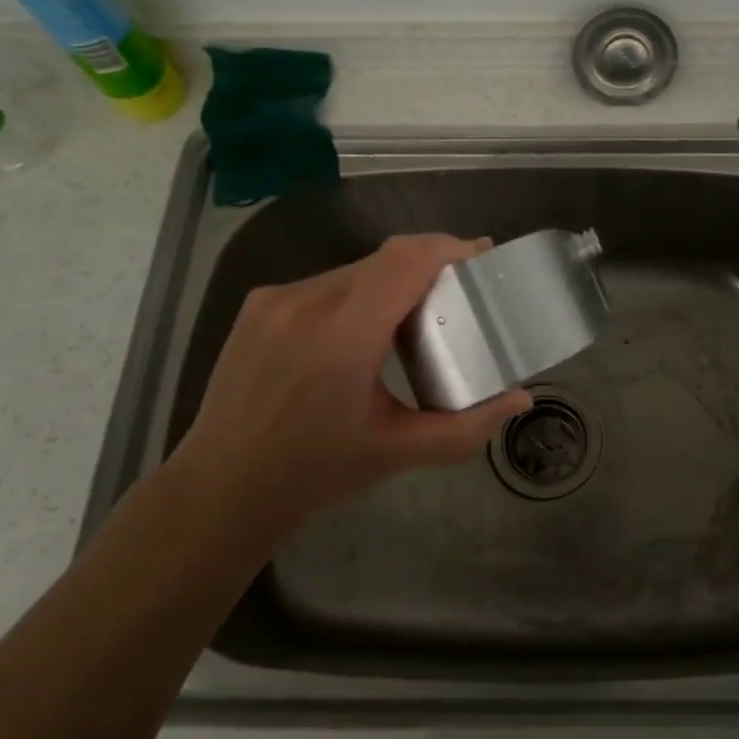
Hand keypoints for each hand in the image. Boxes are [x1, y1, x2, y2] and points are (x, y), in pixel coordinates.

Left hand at [167, 234, 531, 542]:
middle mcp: (305, 302)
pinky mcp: (258, 305)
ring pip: (354, 270)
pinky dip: (357, 294)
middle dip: (428, 267)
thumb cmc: (313, 474)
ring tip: (414, 317)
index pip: (405, 261)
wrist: (219, 490)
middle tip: (458, 295)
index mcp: (342, 336)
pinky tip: (363, 332)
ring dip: (391, 282)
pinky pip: (324, 284)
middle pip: (384, 261)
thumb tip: (519, 399)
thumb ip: (465, 426)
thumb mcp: (397, 453)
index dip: (449, 248)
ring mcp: (275, 300)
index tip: (482, 256)